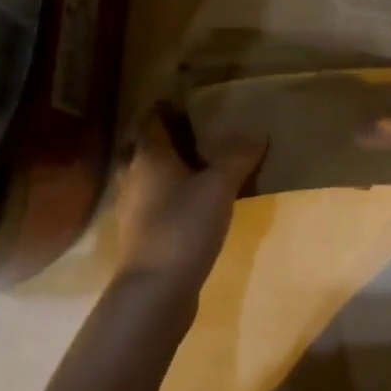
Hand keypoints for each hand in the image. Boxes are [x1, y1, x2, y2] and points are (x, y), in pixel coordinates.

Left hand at [113, 104, 264, 299]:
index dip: (166, 107)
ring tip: (197, 165)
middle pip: (145, 147)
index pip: (151, 120)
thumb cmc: (183, 226)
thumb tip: (257, 132)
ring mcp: (133, 208)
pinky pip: (154, 202)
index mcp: (149, 156)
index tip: (186, 100)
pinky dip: (169, 196)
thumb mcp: (219, 186)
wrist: (156, 290)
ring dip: (167, 169)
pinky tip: (191, 203)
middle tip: (196, 131)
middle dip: (166, 138)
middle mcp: (134, 176)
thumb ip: (237, 157)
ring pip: (148, 176)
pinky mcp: (140, 235)